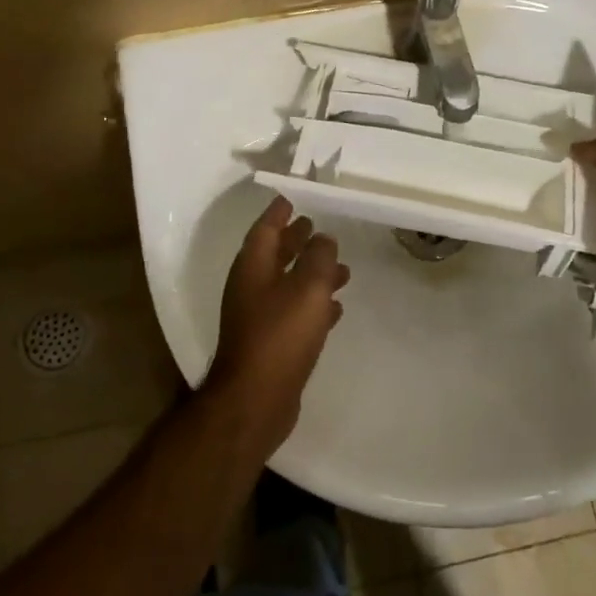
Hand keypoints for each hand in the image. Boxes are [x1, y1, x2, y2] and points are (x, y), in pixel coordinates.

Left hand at [203, 196, 349, 455]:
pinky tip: (335, 308)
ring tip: (343, 269)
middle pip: (275, 253)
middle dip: (297, 240)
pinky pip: (293, 312)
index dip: (281, 210)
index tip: (298, 195)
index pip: (266, 227)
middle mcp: (251, 286)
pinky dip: (313, 305)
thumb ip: (318, 258)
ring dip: (311, 273)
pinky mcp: (270, 343)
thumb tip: (322, 238)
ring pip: (288, 283)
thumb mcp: (308, 288)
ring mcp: (258, 316)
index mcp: (253, 266)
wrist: (255, 401)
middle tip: (320, 226)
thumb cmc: (280, 336)